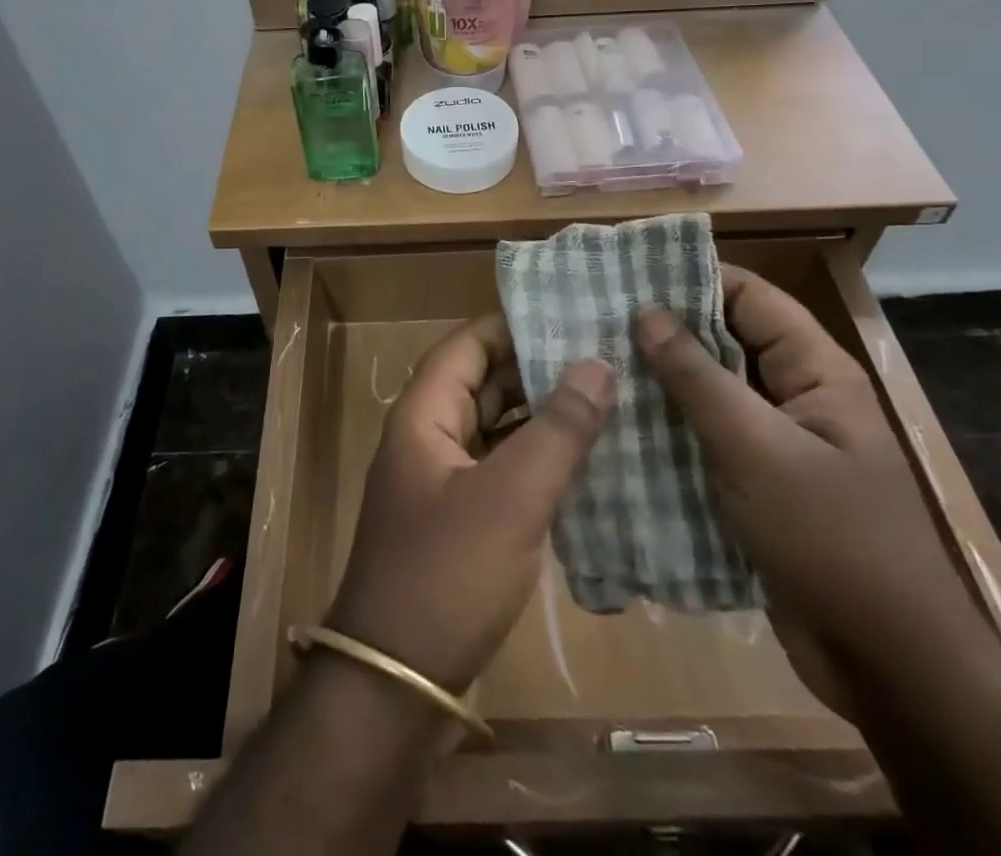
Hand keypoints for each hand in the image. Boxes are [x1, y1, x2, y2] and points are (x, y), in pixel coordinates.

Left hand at [327, 315, 613, 695]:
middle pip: (483, 382)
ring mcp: (442, 480)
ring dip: (540, 414)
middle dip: (536, 366)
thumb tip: (598, 363)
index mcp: (424, 415)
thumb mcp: (510, 498)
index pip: (468, 344)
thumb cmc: (446, 576)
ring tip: (605, 396)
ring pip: (495, 427)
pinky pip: (500, 468)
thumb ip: (557, 430)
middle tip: (601, 352)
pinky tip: (583, 460)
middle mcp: (428, 436)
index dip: (514, 324)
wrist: (395, 686)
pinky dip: (535, 458)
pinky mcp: (458, 520)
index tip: (570, 313)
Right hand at [638, 271, 986, 716]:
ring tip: (595, 367)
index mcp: (815, 372)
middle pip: (726, 343)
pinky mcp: (758, 487)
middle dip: (666, 332)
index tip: (628, 273)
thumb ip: (698, 378)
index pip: (750, 297)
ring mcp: (777, 445)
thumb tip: (646, 313)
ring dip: (661, 384)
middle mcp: (797, 398)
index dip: (694, 279)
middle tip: (596, 321)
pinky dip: (669, 431)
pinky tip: (618, 427)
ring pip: (711, 395)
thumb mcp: (757, 449)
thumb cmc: (832, 539)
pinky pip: (707, 441)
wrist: (889, 667)